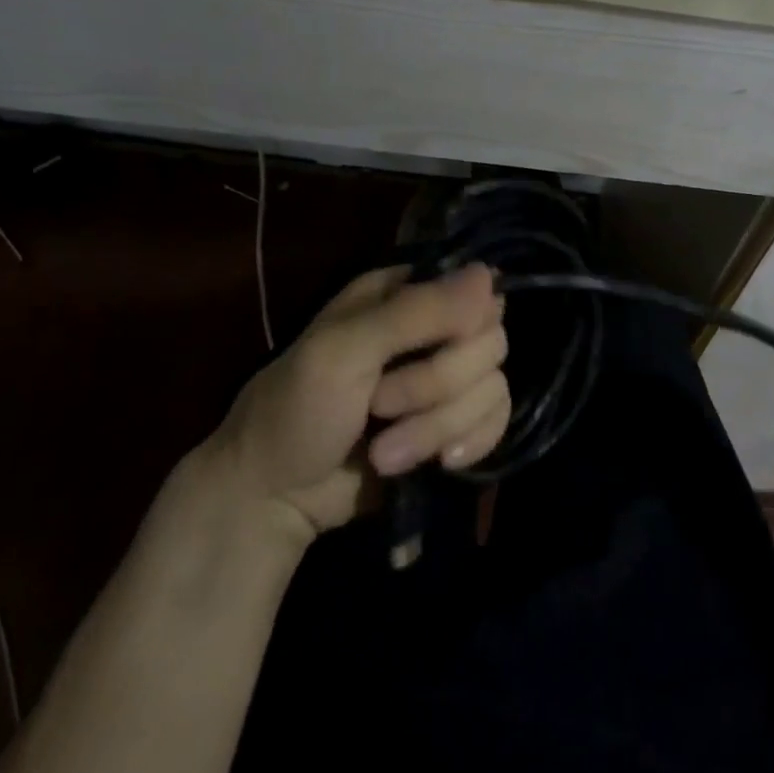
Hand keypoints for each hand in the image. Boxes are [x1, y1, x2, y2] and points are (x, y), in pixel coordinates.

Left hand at [189, 263, 509, 546]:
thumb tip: (487, 274)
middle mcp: (434, 330)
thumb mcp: (343, 351)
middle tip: (380, 406)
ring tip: (386, 452)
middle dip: (437, 386)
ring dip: (438, 428)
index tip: (429, 348)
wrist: (276, 497)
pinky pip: (497, 423)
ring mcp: (448, 380)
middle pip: (491, 343)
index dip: (464, 325)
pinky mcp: (456, 425)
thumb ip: (416, 312)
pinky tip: (437, 464)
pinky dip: (468, 446)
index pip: (475, 290)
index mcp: (402, 295)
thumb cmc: (296, 410)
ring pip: (494, 388)